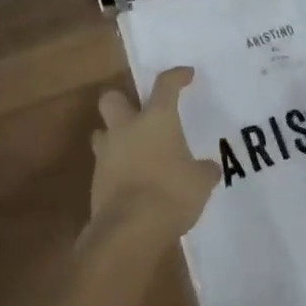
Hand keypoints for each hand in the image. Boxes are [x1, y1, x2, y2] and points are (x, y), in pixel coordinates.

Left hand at [89, 67, 219, 241]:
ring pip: (102, 131)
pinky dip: (115, 168)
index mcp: (156, 119)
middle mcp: (127, 128)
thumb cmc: (170, 194)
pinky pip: (104, 164)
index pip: (166, 85)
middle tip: (139, 113)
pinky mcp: (95, 180)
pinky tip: (131, 182)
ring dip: (114, 137)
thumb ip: (204, 170)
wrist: (128, 230)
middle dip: (123, 101)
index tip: (186, 75)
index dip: (176, 77)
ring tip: (132, 151)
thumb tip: (209, 168)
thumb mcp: (200, 182)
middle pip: (112, 98)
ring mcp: (107, 153)